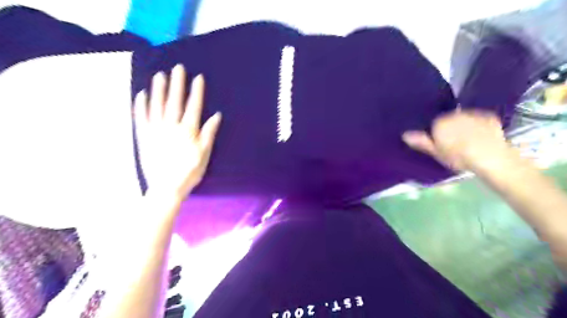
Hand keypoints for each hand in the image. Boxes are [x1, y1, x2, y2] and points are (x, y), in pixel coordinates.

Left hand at [133, 63, 220, 198]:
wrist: (166, 187)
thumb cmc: (189, 172)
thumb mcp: (204, 154)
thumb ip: (209, 133)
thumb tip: (216, 115)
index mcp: (188, 131)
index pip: (193, 107)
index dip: (196, 92)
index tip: (197, 78)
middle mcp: (171, 127)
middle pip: (175, 101)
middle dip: (177, 84)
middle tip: (178, 68)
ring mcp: (156, 131)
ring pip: (157, 105)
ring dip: (158, 89)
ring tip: (160, 75)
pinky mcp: (144, 137)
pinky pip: (141, 118)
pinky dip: (141, 105)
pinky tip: (141, 94)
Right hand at [403, 108, 509, 172]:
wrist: (492, 158)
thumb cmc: (460, 158)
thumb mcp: (437, 153)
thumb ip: (422, 142)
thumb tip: (405, 135)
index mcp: (440, 123)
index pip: (434, 124)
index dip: (437, 135)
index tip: (442, 145)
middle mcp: (455, 114)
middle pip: (448, 119)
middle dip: (451, 128)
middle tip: (455, 144)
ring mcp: (473, 114)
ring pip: (463, 118)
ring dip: (464, 126)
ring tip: (469, 141)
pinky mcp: (489, 116)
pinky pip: (479, 119)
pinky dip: (478, 125)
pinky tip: (481, 136)